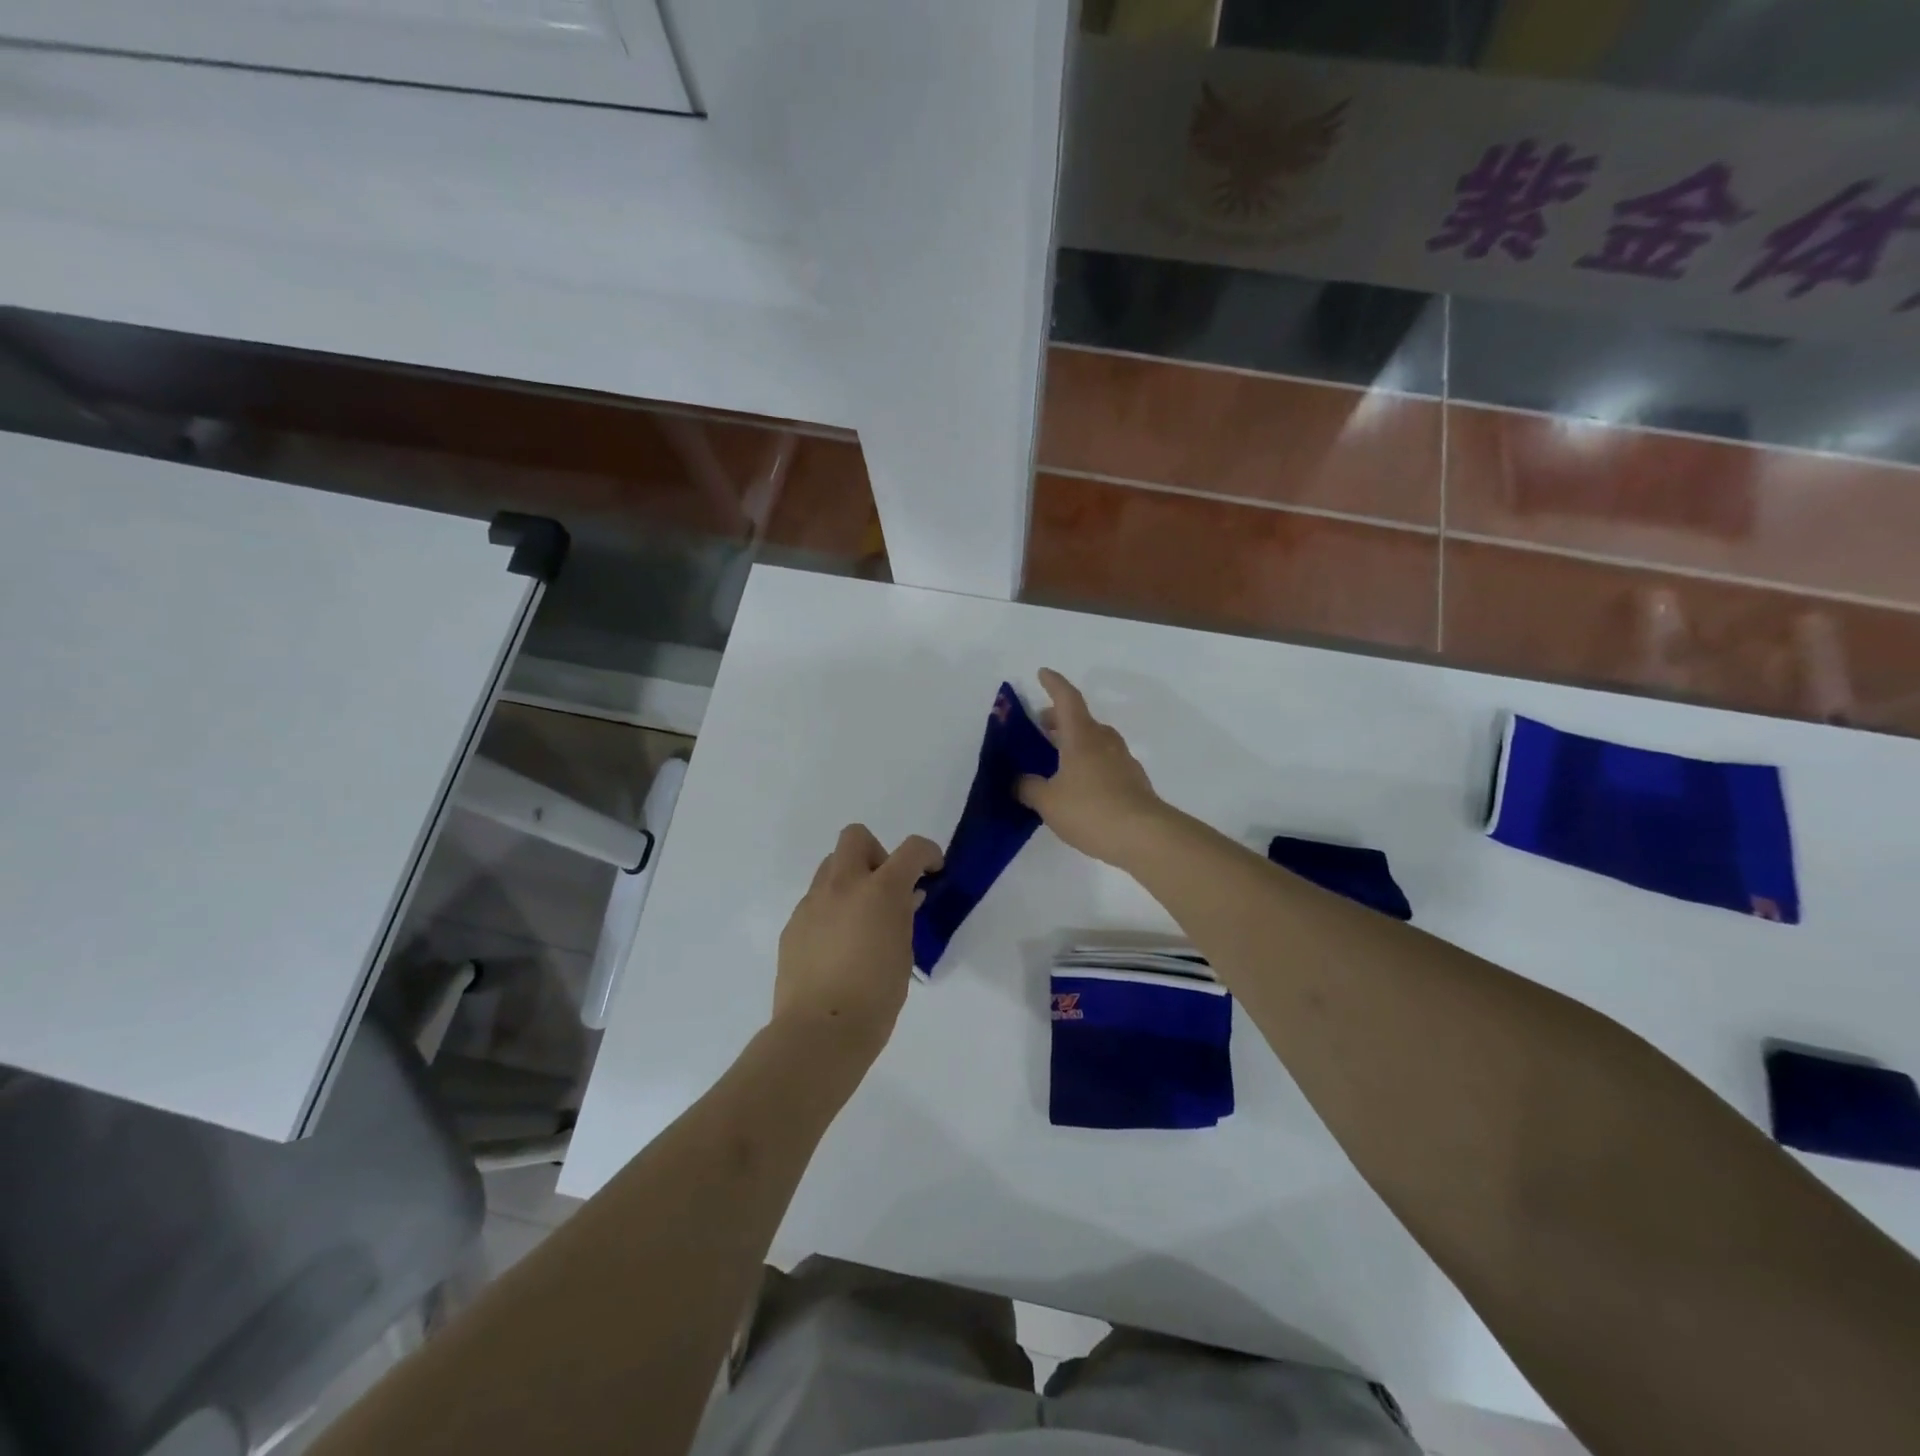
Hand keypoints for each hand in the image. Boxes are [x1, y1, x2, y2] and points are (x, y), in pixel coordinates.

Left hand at [774, 824, 942, 1058]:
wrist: (819, 1031)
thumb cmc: (876, 997)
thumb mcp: (903, 953)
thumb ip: (903, 917)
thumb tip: (904, 900)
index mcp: (880, 891)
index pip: (911, 849)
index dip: (927, 853)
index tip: (932, 870)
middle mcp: (843, 885)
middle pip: (855, 837)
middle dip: (875, 853)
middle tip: (885, 888)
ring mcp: (812, 903)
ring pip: (830, 867)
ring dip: (850, 879)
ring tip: (860, 918)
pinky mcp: (793, 925)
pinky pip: (815, 901)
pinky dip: (831, 909)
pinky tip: (837, 945)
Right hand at [1017, 668, 1167, 867]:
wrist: (1144, 836)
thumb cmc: (1091, 810)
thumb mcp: (1048, 802)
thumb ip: (1028, 787)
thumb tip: (1019, 781)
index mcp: (1081, 737)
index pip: (1066, 699)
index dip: (1053, 684)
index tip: (1042, 673)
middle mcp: (1104, 741)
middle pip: (1081, 719)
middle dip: (1059, 719)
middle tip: (1041, 727)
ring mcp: (1122, 760)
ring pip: (1095, 741)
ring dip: (1075, 742)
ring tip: (1056, 759)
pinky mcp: (1133, 781)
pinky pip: (1105, 762)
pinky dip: (1088, 763)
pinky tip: (1078, 786)